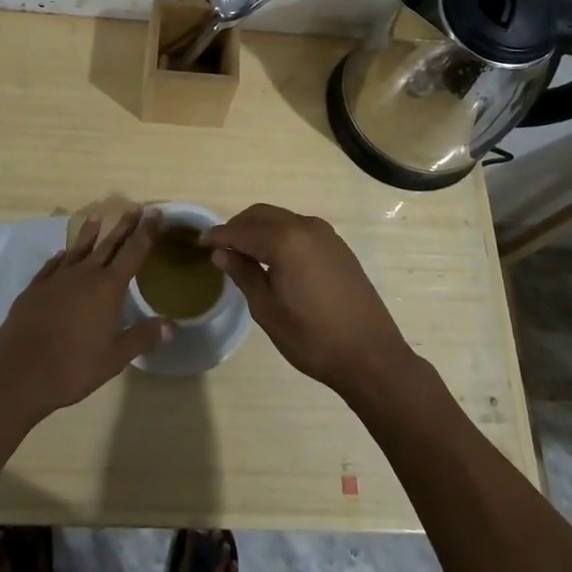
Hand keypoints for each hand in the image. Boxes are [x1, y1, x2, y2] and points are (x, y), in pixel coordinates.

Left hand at [0, 208, 171, 419]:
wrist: (20, 373)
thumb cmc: (74, 367)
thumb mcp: (115, 358)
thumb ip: (143, 338)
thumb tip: (172, 326)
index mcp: (108, 288)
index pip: (133, 252)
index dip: (146, 232)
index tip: (155, 213)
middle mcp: (84, 275)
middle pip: (108, 244)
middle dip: (124, 226)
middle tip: (135, 208)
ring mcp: (57, 279)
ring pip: (78, 249)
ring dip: (89, 232)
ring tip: (97, 217)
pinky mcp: (35, 288)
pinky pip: (52, 265)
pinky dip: (61, 257)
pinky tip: (62, 254)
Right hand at [202, 204, 414, 399]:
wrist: (371, 355)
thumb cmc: (312, 338)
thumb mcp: (268, 310)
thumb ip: (243, 274)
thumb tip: (221, 253)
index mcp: (285, 240)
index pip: (241, 230)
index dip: (218, 236)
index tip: (200, 243)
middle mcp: (305, 226)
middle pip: (261, 215)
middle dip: (238, 227)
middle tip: (220, 248)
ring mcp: (325, 234)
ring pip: (281, 219)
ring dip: (259, 229)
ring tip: (243, 253)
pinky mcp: (337, 246)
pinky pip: (299, 229)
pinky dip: (279, 234)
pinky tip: (273, 258)